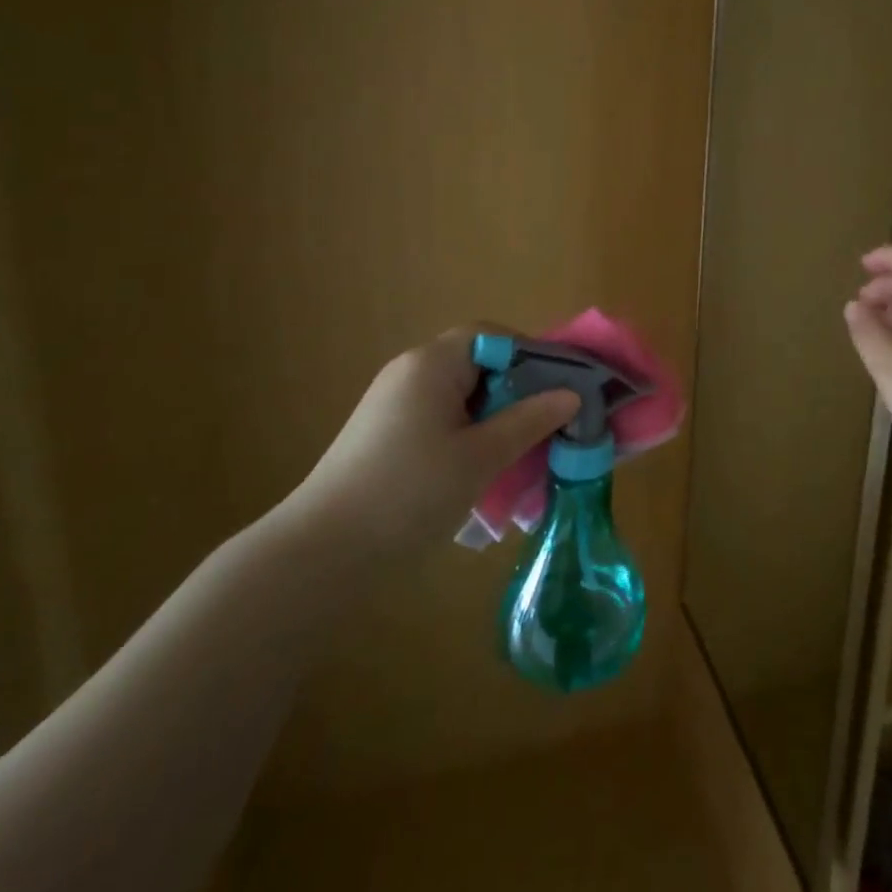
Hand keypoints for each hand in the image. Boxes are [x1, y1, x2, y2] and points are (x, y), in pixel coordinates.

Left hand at [279, 327, 578, 563]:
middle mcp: (410, 374)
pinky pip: (442, 423)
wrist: (321, 555)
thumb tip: (571, 395)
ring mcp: (394, 407)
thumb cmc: (409, 493)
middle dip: (518, 392)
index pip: (491, 336)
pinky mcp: (386, 439)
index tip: (561, 387)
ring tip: (524, 454)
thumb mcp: (480, 457)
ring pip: (462, 399)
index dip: (531, 355)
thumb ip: (529, 421)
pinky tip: (485, 474)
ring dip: (496, 420)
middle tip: (549, 425)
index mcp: (432, 364)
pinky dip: (470, 438)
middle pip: (478, 365)